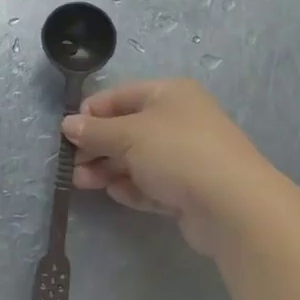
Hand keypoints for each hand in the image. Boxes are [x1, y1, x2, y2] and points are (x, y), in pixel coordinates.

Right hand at [63, 79, 275, 254]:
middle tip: (72, 164)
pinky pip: (152, 184)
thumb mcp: (128, 135)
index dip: (91, 112)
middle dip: (97, 146)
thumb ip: (95, 131)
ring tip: (82, 183)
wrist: (232, 205)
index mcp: (169, 94)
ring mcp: (186, 156)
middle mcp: (179, 120)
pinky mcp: (189, 189)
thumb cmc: (177, 153)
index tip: (67, 133)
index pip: (120, 96)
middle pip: (127, 129)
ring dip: (108, 169)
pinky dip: (132, 187)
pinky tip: (117, 194)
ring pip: (137, 159)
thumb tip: (68, 124)